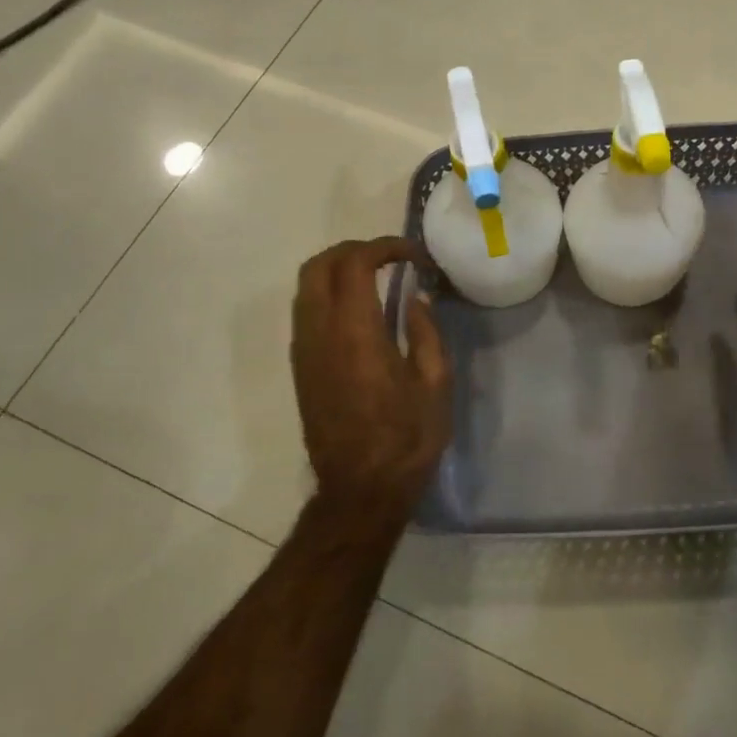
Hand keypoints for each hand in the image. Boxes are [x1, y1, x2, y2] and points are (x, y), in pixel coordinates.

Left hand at [291, 237, 450, 518]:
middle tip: (390, 258)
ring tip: (376, 279)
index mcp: (356, 333)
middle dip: (353, 250)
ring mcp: (304, 351)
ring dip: (337, 271)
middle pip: (319, 266)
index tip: (414, 256)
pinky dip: (328, 294)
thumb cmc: (408, 437)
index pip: (355, 263)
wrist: (361, 489)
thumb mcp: (435, 382)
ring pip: (305, 287)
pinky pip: (305, 312)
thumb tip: (415, 299)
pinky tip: (359, 312)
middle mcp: (320, 333)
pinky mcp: (300, 368)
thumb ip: (426, 331)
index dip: (385, 247)